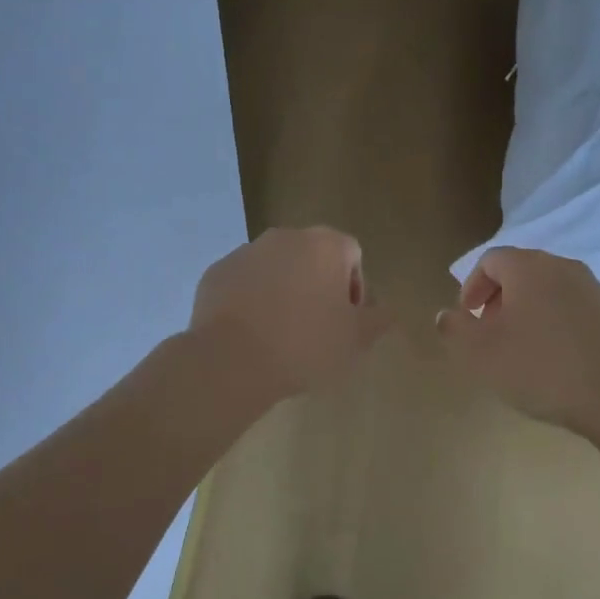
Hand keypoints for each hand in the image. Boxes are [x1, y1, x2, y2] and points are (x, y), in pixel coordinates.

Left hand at [190, 227, 389, 403]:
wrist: (231, 361)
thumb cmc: (304, 345)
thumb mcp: (356, 340)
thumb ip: (379, 318)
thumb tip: (383, 309)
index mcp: (324, 245)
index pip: (352, 256)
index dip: (355, 289)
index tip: (346, 322)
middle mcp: (284, 237)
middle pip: (313, 257)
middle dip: (318, 286)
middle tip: (316, 329)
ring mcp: (246, 252)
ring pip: (276, 269)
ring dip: (284, 291)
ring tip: (280, 334)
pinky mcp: (216, 272)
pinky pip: (244, 282)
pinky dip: (251, 300)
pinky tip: (251, 333)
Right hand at [435, 246, 599, 436]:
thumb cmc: (539, 368)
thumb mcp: (481, 353)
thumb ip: (456, 329)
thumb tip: (446, 314)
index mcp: (529, 267)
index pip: (491, 260)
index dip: (472, 286)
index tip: (469, 318)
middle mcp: (563, 267)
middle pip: (521, 271)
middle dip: (499, 298)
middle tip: (490, 333)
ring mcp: (594, 289)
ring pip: (549, 289)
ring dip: (528, 310)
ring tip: (521, 348)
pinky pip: (573, 308)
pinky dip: (556, 322)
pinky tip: (555, 358)